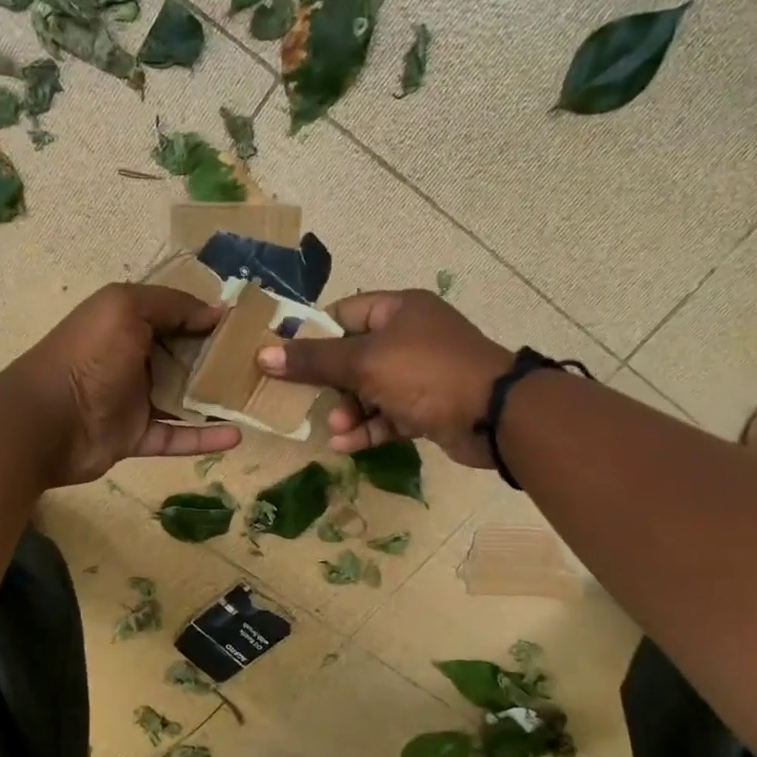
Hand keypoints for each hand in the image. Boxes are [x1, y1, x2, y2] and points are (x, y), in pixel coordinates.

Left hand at [0, 284, 242, 485]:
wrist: (44, 422)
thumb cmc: (87, 356)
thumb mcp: (125, 308)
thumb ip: (171, 304)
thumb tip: (216, 312)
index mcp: (127, 323)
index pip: (176, 316)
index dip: (208, 319)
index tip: (249, 325)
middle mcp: (132, 359)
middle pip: (184, 358)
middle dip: (219, 360)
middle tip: (261, 364)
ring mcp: (134, 401)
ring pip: (184, 399)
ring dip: (216, 399)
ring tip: (256, 399)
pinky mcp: (135, 438)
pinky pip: (176, 437)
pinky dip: (204, 437)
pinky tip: (237, 436)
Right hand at [256, 290, 512, 466]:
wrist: (494, 416)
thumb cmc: (425, 373)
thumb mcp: (364, 363)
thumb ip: (314, 360)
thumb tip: (262, 354)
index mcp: (398, 310)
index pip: (343, 314)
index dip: (312, 335)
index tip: (284, 359)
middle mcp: (410, 337)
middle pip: (354, 356)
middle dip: (330, 382)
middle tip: (304, 400)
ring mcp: (421, 374)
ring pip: (370, 390)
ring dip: (348, 410)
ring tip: (334, 429)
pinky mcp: (429, 407)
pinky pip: (389, 415)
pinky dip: (369, 428)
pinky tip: (347, 445)